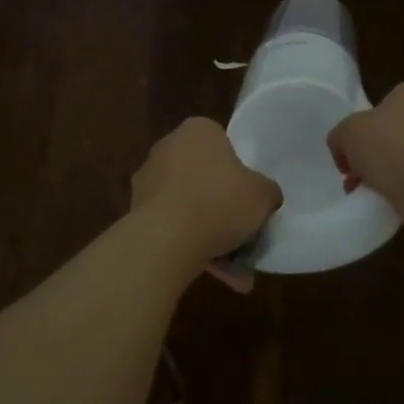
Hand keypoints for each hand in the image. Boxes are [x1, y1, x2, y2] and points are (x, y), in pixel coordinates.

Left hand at [130, 117, 280, 290]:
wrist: (167, 237)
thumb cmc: (219, 200)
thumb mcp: (263, 195)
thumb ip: (267, 191)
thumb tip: (266, 197)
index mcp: (197, 130)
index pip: (222, 144)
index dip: (238, 171)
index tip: (248, 196)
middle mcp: (168, 147)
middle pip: (203, 176)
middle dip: (221, 206)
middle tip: (242, 232)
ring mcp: (148, 179)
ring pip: (188, 205)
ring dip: (208, 233)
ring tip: (234, 270)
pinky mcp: (136, 211)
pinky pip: (172, 226)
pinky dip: (190, 246)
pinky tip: (214, 273)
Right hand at [327, 81, 403, 230]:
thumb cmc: (390, 145)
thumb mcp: (347, 132)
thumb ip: (340, 137)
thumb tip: (344, 152)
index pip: (384, 105)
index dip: (363, 128)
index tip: (350, 152)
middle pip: (396, 134)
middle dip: (375, 155)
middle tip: (356, 176)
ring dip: (389, 177)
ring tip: (368, 196)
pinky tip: (389, 205)